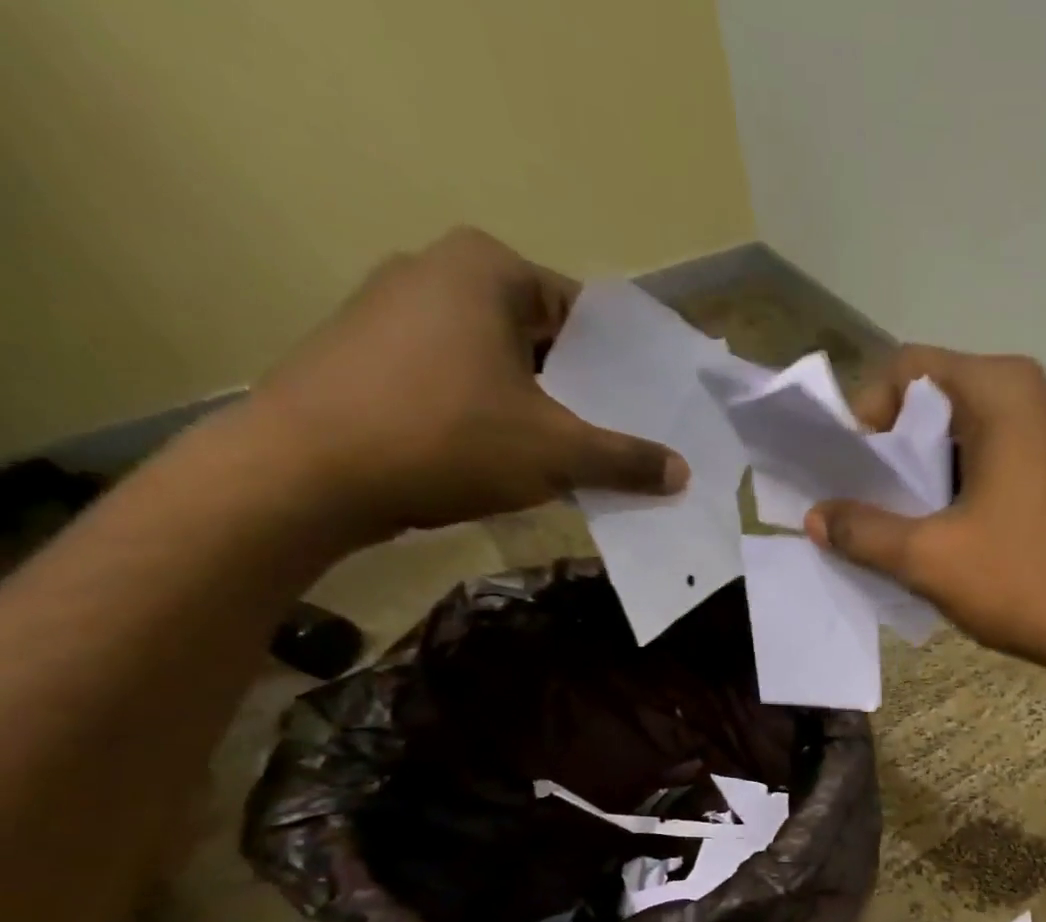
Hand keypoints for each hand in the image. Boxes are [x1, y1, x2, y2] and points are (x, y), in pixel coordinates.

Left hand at [244, 227, 685, 542]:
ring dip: (544, 408)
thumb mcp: (557, 453)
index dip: (627, 367)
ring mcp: (395, 311)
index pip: (587, 315)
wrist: (306, 472)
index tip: (654, 409)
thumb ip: (627, 460)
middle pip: (546, 339)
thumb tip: (683, 473)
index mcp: (487, 268)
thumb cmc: (446, 438)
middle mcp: (437, 272)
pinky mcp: (371, 355)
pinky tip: (515, 459)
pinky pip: (461, 380)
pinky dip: (496, 414)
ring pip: (504, 362)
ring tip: (581, 455)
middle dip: (587, 391)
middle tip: (629, 438)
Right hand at [806, 346, 1045, 677]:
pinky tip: (950, 544)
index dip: (865, 418)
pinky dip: (963, 495)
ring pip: (967, 440)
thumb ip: (865, 531)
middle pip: (936, 405)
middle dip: (893, 457)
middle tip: (867, 511)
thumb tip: (816, 517)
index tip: (851, 478)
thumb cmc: (1032, 583)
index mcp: (1001, 390)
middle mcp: (1033, 395)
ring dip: (927, 482)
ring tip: (902, 535)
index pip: (906, 372)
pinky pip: (998, 466)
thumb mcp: (933, 559)